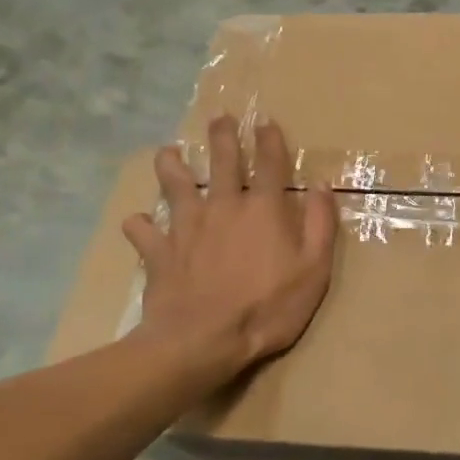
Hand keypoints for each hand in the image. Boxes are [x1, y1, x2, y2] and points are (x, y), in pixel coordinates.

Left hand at [123, 116, 338, 377]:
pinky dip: (140, 226)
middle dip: (223, 137)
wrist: (203, 341)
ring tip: (168, 153)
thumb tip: (322, 185)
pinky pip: (144, 232)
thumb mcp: (314, 270)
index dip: (270, 141)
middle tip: (219, 118)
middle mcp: (224, 207)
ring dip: (172, 166)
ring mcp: (187, 227)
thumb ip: (320, 225)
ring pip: (176, 186)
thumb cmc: (267, 308)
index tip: (266, 122)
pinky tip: (137, 223)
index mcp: (264, 210)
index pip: (270, 165)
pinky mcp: (159, 252)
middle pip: (223, 163)